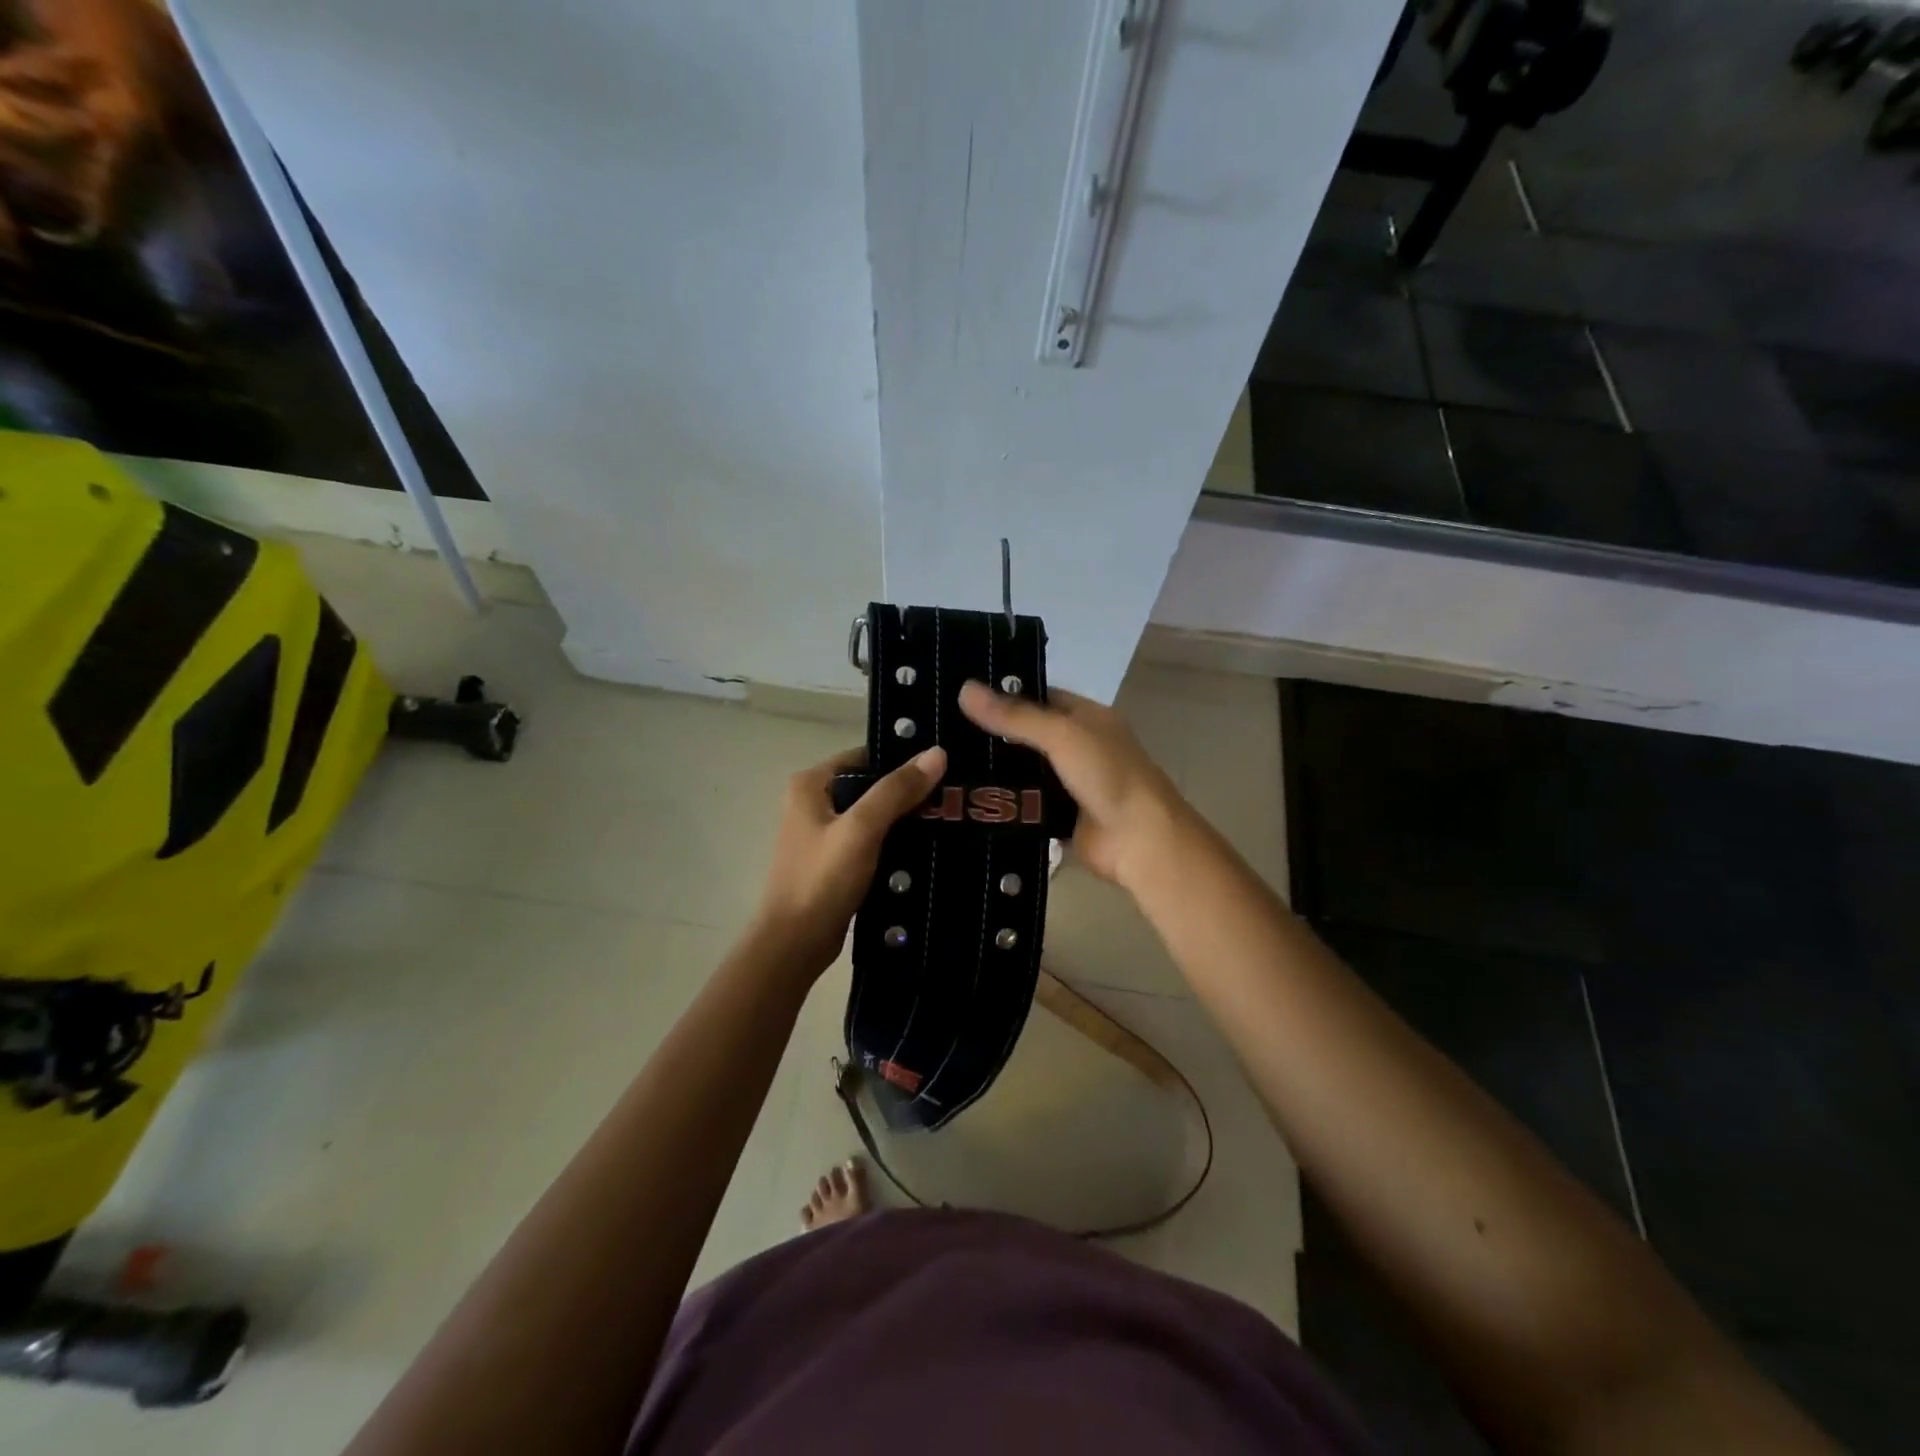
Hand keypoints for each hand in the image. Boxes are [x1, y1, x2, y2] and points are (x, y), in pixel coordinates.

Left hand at [751, 744, 947, 978]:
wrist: (794, 945)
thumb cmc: (821, 880)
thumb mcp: (861, 829)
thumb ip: (897, 790)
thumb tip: (937, 753)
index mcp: (811, 785)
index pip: (865, 756)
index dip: (903, 759)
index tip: (943, 765)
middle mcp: (813, 803)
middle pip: (871, 785)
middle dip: (909, 791)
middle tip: (953, 795)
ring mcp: (823, 835)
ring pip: (874, 816)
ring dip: (905, 819)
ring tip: (949, 818)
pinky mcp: (835, 862)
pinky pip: (872, 842)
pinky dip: (895, 843)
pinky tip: (928, 848)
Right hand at [958, 682, 1185, 888]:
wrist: (1140, 841)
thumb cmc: (1108, 776)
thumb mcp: (1061, 735)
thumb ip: (1014, 716)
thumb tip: (964, 689)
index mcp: (1087, 717)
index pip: (1040, 697)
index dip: (1004, 695)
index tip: (960, 697)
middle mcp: (1079, 746)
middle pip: (1028, 736)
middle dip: (992, 736)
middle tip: (941, 733)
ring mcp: (1070, 784)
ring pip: (1024, 772)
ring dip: (994, 771)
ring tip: (943, 763)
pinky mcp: (1060, 817)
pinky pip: (1026, 805)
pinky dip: (1004, 803)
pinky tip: (966, 799)